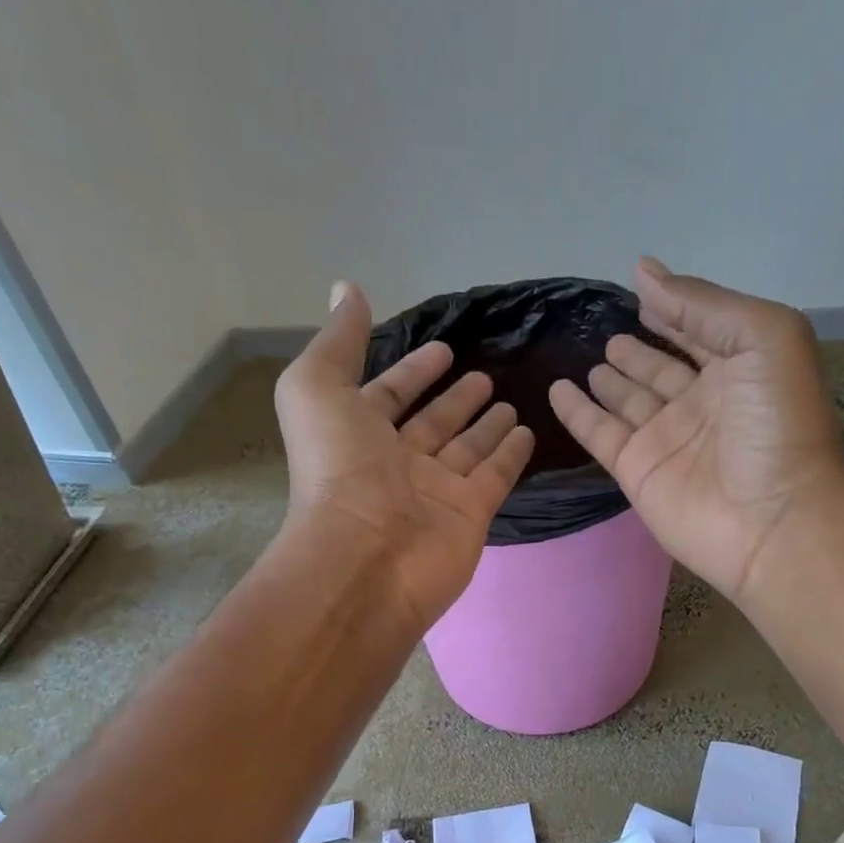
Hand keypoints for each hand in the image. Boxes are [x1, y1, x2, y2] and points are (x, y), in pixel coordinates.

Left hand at [275, 281, 534, 630]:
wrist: (367, 554)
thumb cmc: (338, 468)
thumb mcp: (317, 389)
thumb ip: (338, 340)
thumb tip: (346, 287)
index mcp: (357, 434)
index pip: (388, 395)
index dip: (412, 371)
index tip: (442, 348)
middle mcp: (397, 462)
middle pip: (432, 424)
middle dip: (455, 399)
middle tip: (483, 375)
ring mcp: (436, 490)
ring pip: (466, 449)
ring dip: (485, 425)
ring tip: (510, 400)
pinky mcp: (471, 512)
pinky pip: (495, 476)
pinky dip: (510, 454)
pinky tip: (527, 431)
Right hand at [549, 258, 843, 602]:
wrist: (770, 519)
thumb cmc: (777, 423)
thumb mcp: (761, 337)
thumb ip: (701, 305)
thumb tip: (644, 271)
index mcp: (741, 368)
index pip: (701, 331)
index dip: (676, 312)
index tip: (643, 290)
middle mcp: (703, 402)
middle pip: (662, 370)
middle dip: (640, 352)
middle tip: (610, 333)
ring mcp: (667, 438)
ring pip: (630, 401)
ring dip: (612, 381)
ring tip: (592, 360)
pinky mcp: (637, 470)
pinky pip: (600, 433)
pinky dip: (578, 413)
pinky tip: (559, 390)